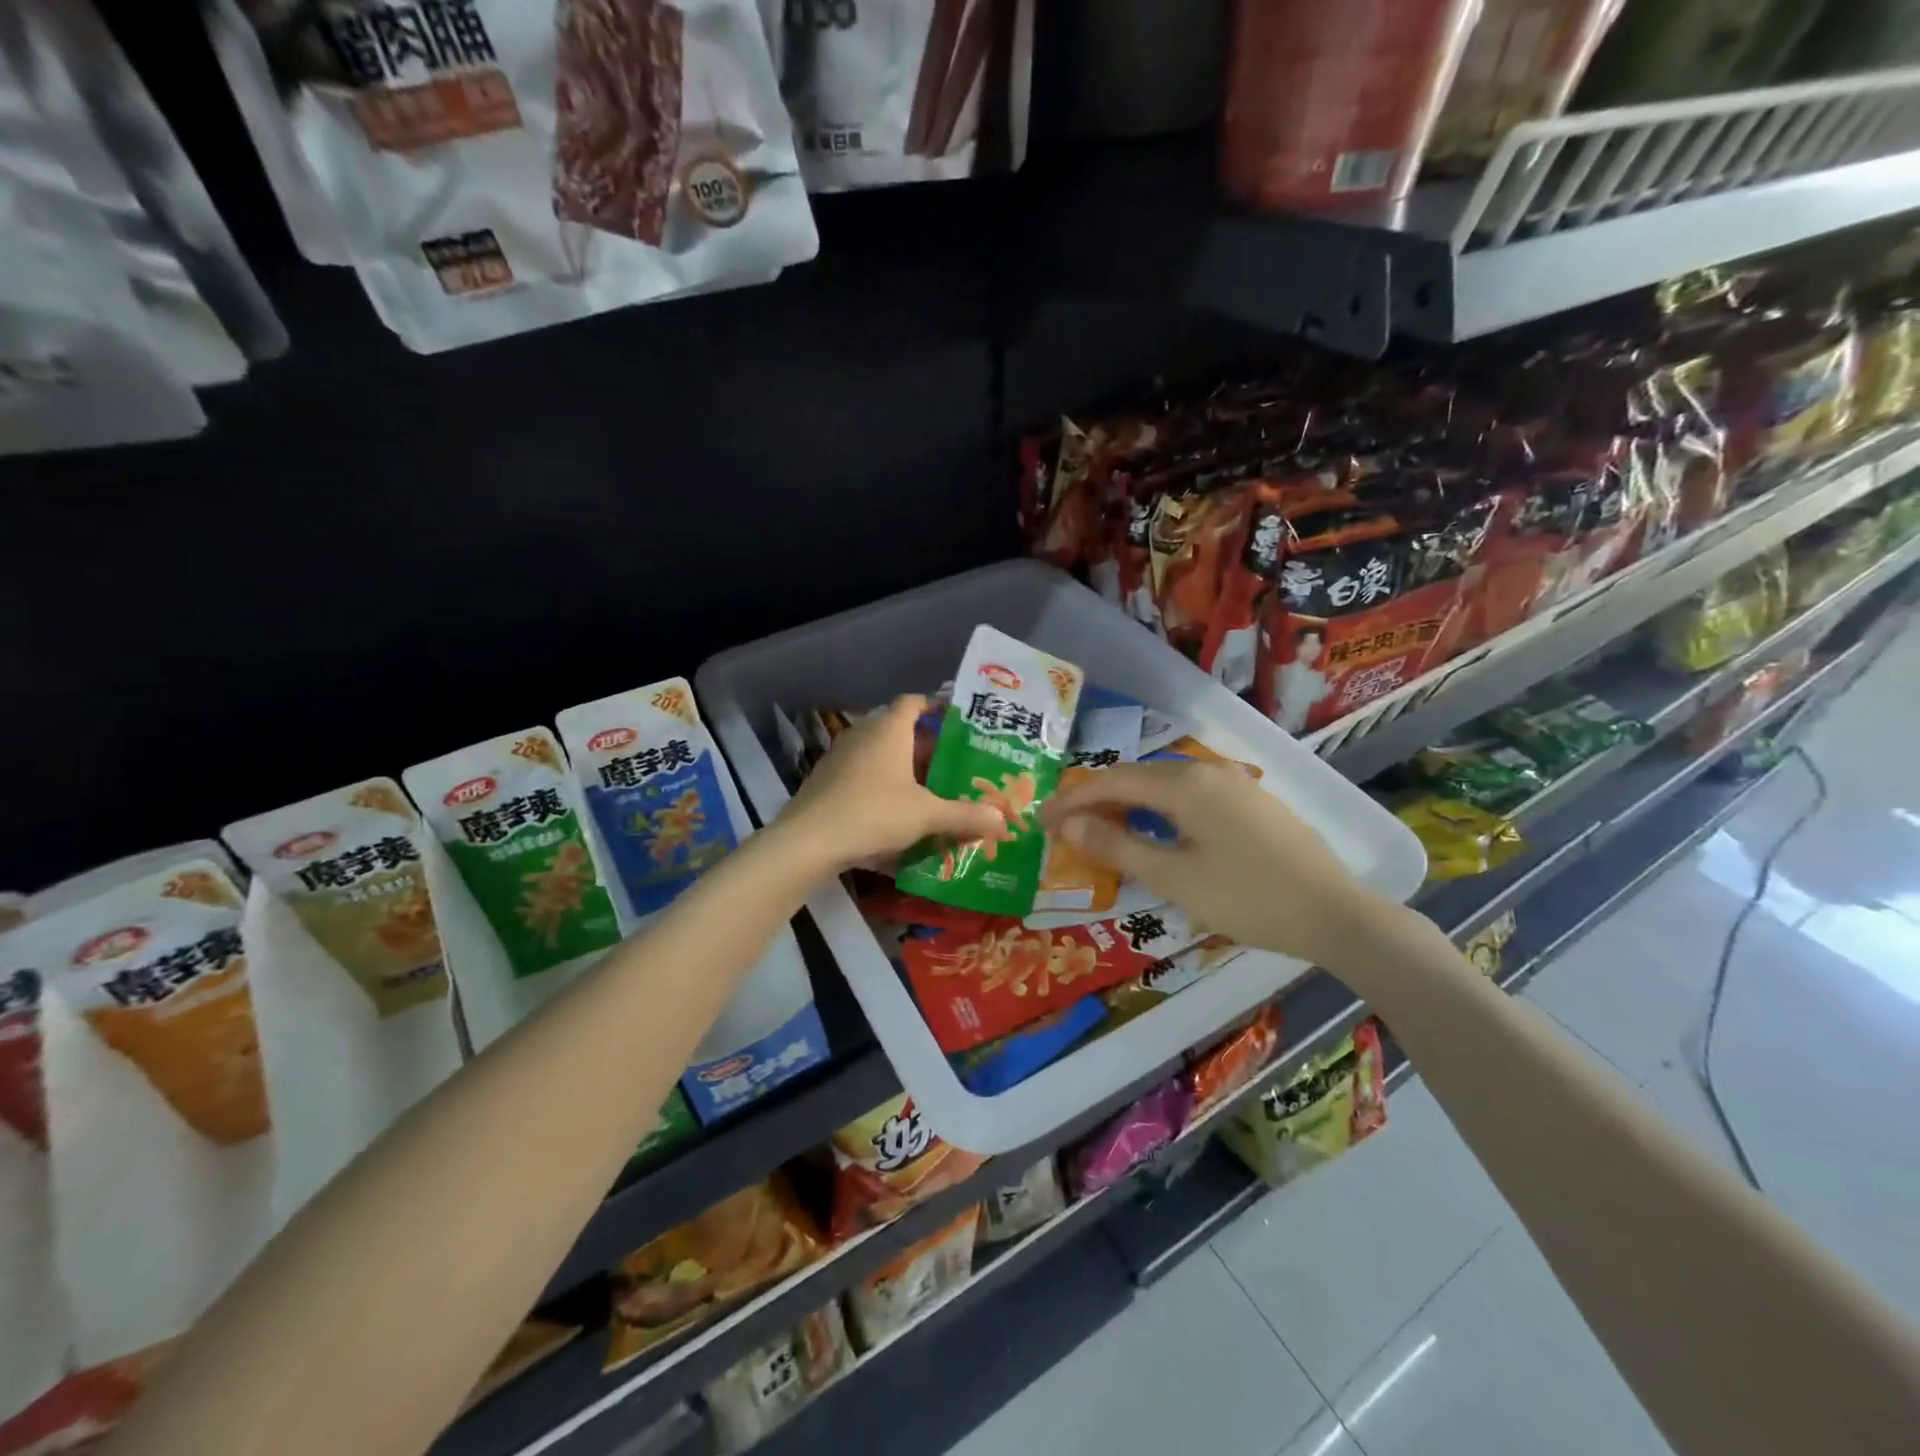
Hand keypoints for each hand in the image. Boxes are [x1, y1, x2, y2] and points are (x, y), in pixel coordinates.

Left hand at [778, 696, 1004, 871]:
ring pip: (880, 756)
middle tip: (954, 765)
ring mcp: (840, 758)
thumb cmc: (873, 813)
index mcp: (888, 729)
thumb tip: (1002, 820)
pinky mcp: (826, 782)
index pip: (913, 702)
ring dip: (903, 770)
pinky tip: (897, 814)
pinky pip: (863, 777)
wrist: (808, 841)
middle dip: (926, 747)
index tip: (957, 721)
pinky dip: (882, 788)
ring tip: (931, 790)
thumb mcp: (926, 815)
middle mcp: (863, 735)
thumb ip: (965, 815)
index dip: (936, 707)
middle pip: (899, 731)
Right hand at [1039, 759, 1390, 971]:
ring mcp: (1233, 782)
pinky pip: (1188, 794)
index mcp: (1185, 784)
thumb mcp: (1175, 879)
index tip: (1040, 820)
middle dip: (1096, 799)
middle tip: (1065, 827)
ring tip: (1101, 829)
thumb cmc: (1249, 898)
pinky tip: (1154, 830)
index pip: (1112, 782)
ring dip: (1128, 803)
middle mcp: (1207, 770)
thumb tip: (1069, 826)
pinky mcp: (1250, 800)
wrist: (1337, 914)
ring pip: (1164, 784)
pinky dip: (1158, 808)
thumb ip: (1118, 848)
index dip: (1072, 799)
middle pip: (1136, 777)